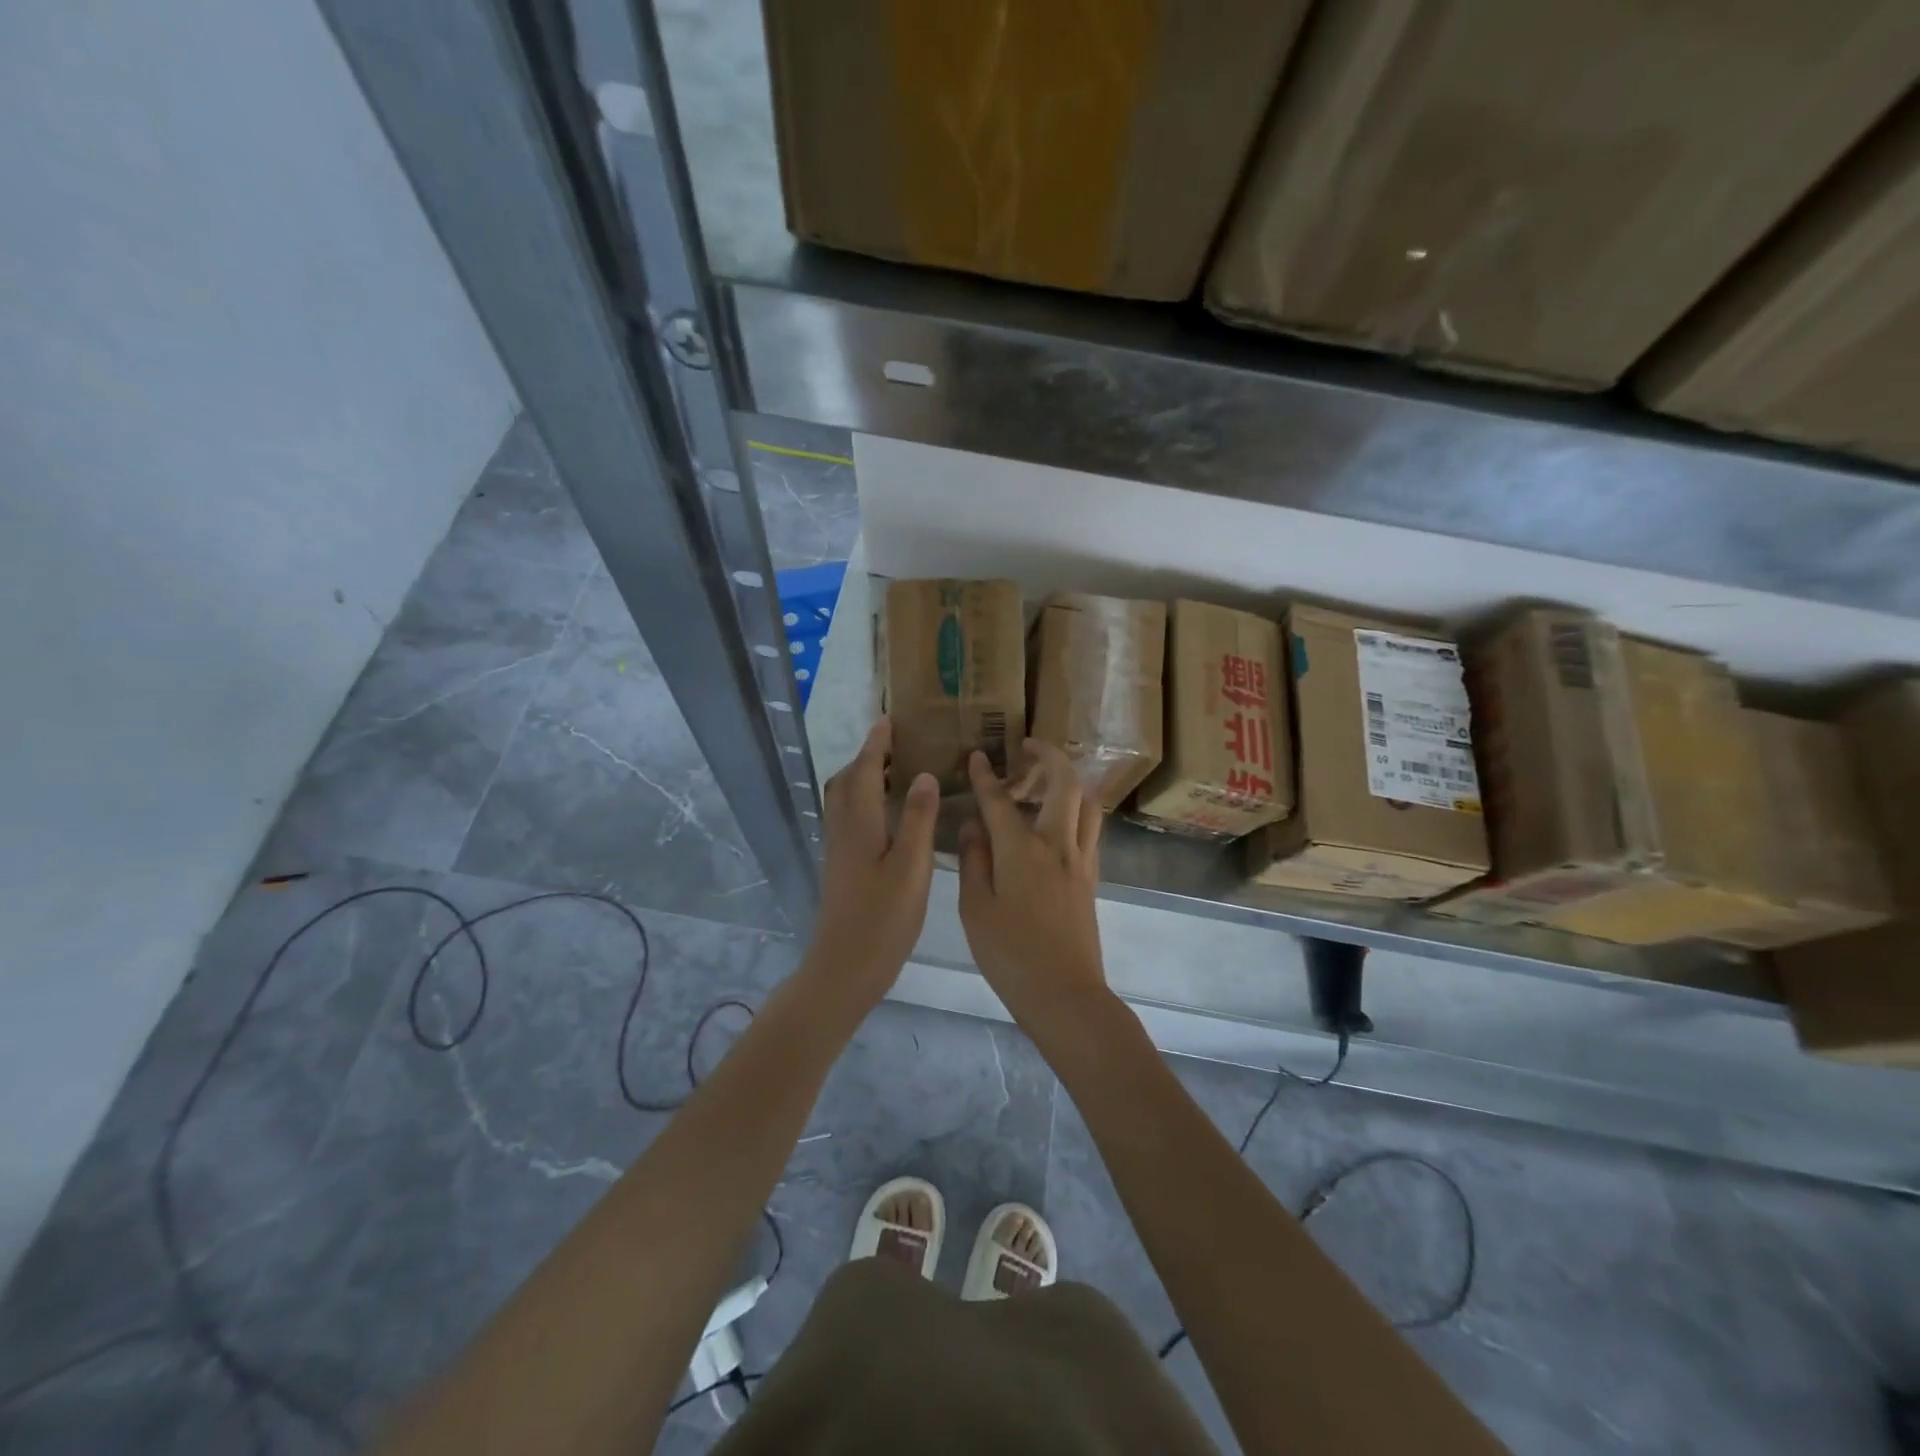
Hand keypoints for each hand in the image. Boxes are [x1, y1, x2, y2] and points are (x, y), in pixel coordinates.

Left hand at [806, 718, 939, 1009]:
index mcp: (860, 825)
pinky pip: (847, 818)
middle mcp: (843, 830)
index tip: (889, 720)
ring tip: (893, 773)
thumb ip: (918, 820)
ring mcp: (838, 850)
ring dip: (862, 778)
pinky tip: (886, 815)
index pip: (866, 771)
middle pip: (847, 781)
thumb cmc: (883, 918)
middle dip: (867, 757)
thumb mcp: (911, 868)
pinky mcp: (840, 867)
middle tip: (895, 745)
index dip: (876, 744)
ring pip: (843, 800)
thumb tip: (924, 776)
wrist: (844, 967)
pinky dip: (863, 801)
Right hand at [958, 740, 1109, 1031]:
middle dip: (1048, 756)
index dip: (985, 775)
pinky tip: (1059, 822)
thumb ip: (974, 860)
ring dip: (1069, 780)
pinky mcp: (1091, 878)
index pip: (1000, 800)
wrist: (1065, 995)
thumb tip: (973, 824)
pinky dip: (1077, 810)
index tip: (977, 756)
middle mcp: (1056, 844)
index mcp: (1021, 850)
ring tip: (1048, 780)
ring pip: (1086, 803)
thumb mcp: (975, 909)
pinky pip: (1090, 829)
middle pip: (1063, 784)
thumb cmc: (1010, 955)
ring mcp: (1080, 860)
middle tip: (1029, 748)